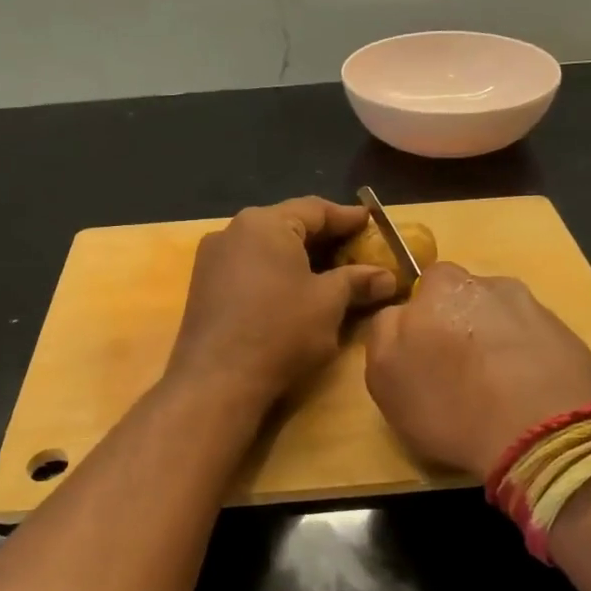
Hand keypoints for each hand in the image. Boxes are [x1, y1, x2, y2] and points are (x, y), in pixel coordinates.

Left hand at [167, 197, 396, 404]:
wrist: (216, 381)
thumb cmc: (280, 330)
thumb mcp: (328, 303)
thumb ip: (357, 281)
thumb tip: (387, 277)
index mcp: (264, 223)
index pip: (314, 209)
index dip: (347, 217)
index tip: (371, 222)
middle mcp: (233, 231)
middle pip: (288, 225)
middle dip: (324, 238)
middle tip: (356, 249)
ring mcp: (212, 259)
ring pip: (266, 247)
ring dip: (299, 257)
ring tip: (330, 272)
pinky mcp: (203, 287)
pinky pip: (248, 267)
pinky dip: (275, 273)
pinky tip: (294, 292)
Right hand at [365, 263, 590, 480]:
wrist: (549, 434)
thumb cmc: (452, 404)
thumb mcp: (385, 376)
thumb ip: (384, 333)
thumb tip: (399, 315)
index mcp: (442, 284)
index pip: (421, 289)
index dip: (419, 323)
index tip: (422, 356)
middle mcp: (491, 283)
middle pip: (466, 300)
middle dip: (460, 327)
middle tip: (459, 374)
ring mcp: (536, 308)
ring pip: (504, 320)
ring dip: (498, 344)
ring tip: (498, 391)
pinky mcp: (571, 337)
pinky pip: (537, 344)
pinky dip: (530, 363)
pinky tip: (527, 398)